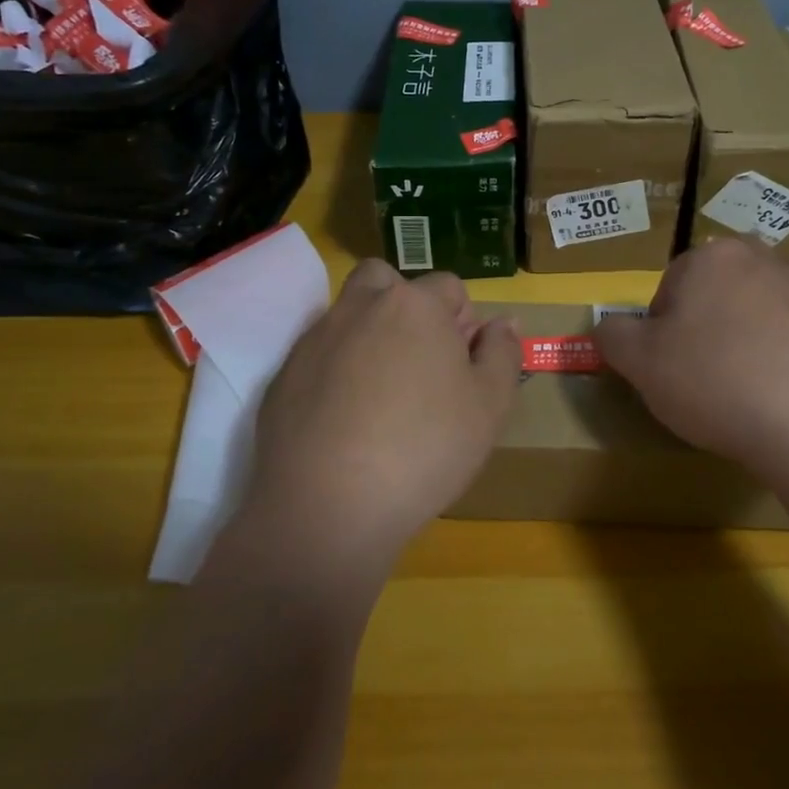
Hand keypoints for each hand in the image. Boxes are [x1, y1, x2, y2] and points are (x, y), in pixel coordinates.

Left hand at [236, 260, 519, 583]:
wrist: (327, 506)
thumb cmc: (424, 449)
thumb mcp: (489, 406)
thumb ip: (503, 354)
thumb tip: (504, 321)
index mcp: (415, 306)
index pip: (449, 287)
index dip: (463, 322)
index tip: (463, 366)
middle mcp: (361, 307)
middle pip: (387, 282)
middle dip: (407, 307)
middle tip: (420, 360)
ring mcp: (316, 339)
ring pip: (349, 314)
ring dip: (369, 332)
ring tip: (382, 390)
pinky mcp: (284, 375)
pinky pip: (320, 354)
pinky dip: (336, 369)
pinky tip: (346, 419)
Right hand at [593, 239, 788, 497]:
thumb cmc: (714, 382)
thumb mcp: (640, 364)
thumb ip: (614, 336)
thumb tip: (605, 325)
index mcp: (712, 259)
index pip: (672, 282)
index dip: (662, 324)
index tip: (666, 364)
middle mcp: (765, 260)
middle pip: (726, 278)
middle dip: (714, 311)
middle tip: (706, 363)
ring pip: (784, 280)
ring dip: (774, 301)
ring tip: (761, 348)